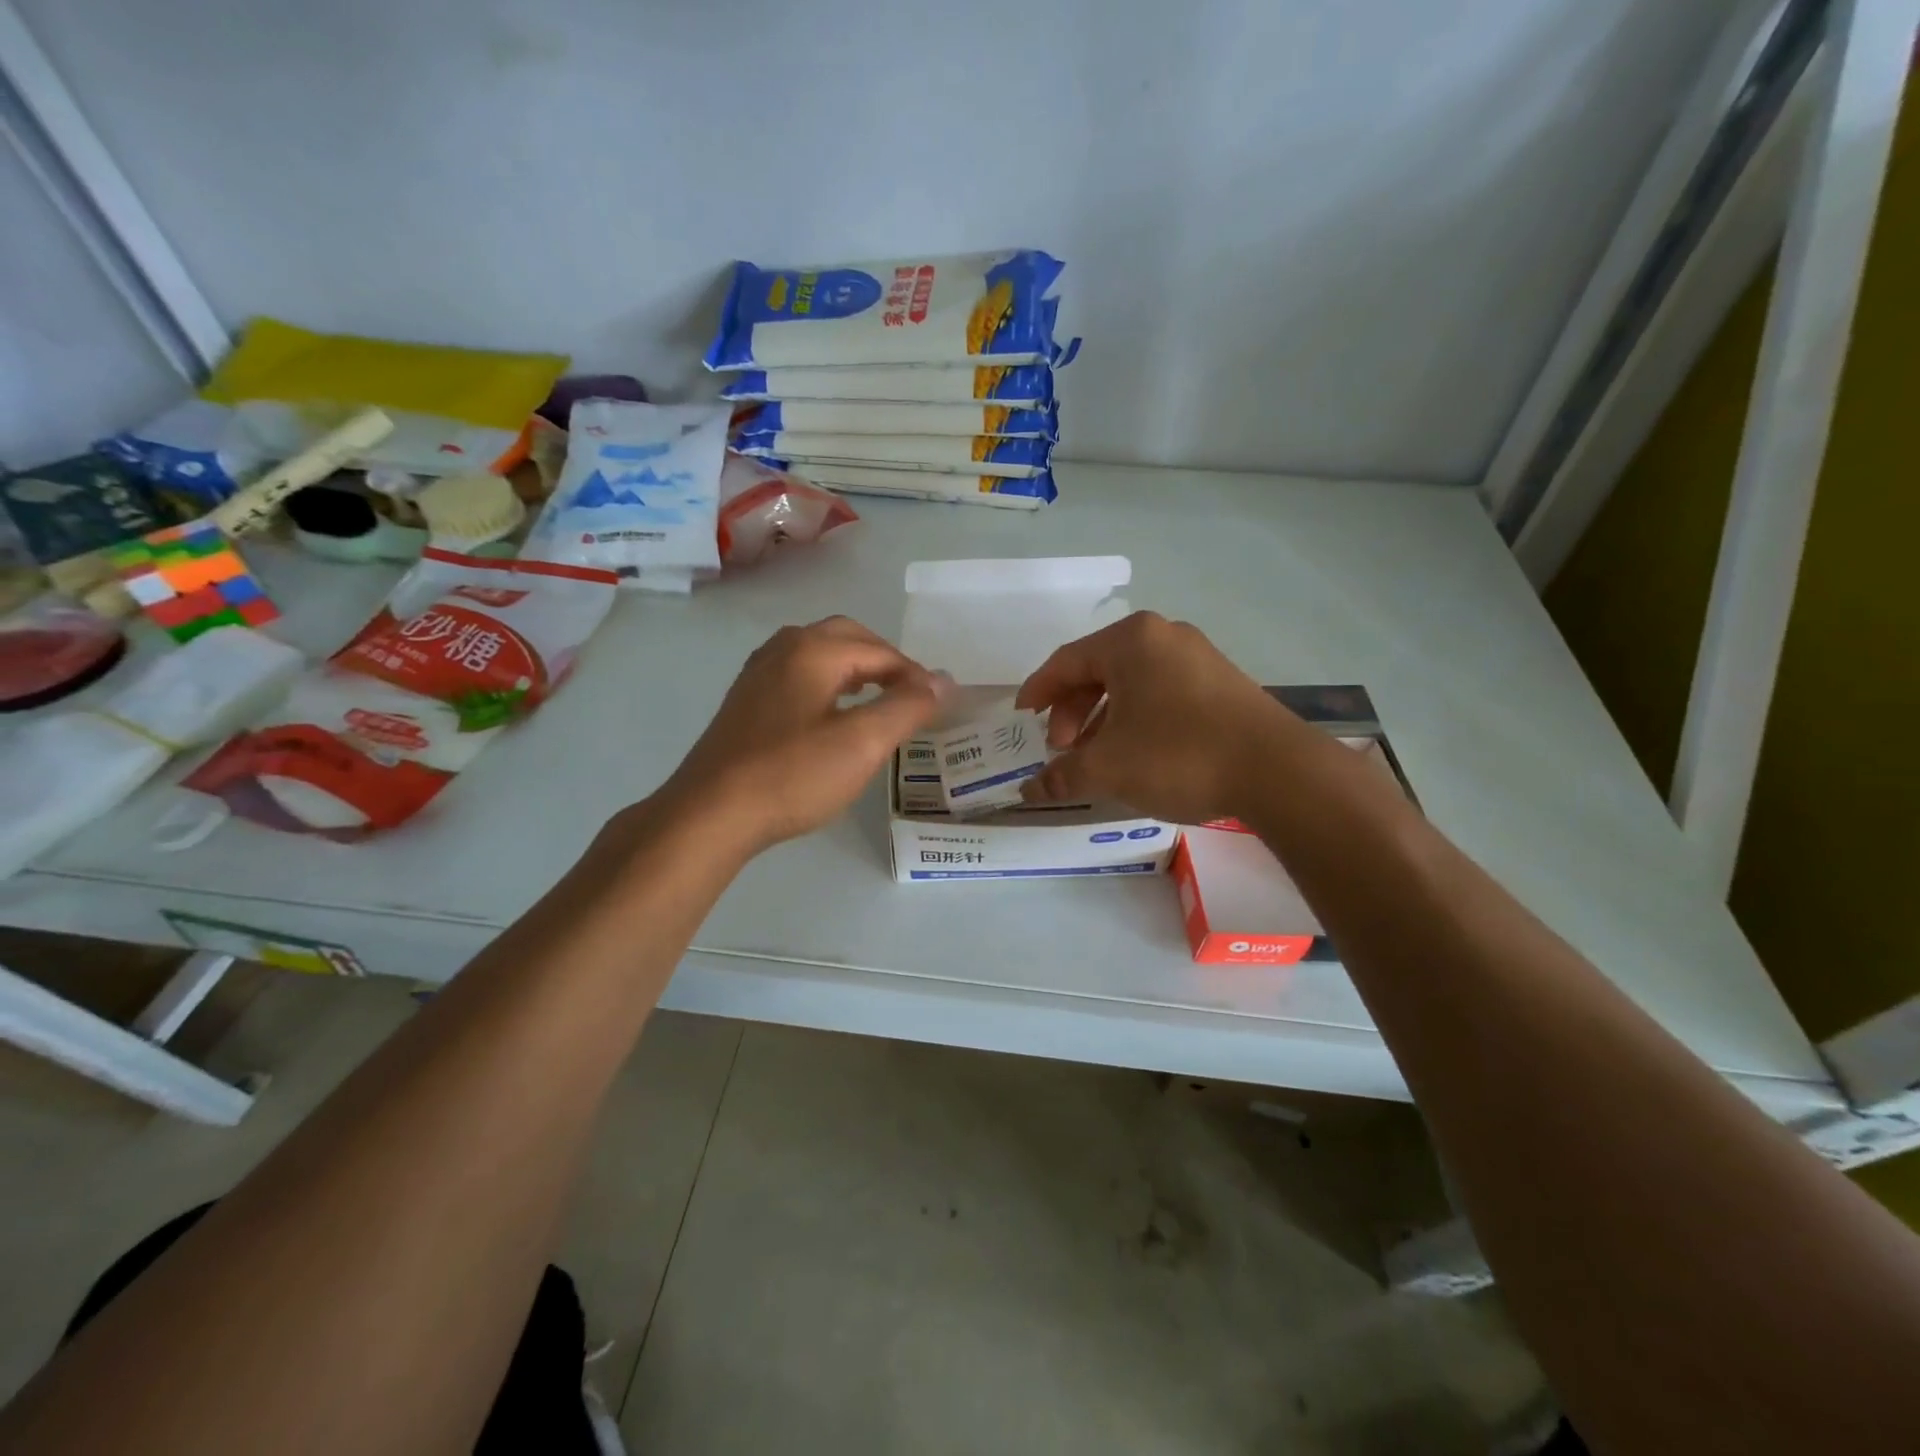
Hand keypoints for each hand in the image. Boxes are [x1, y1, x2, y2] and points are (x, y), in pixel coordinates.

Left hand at [660, 616, 947, 850]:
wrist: (711, 813)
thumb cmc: (792, 775)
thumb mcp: (863, 743)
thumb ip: (907, 707)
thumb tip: (942, 681)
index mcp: (813, 651)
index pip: (879, 650)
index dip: (915, 675)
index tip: (937, 705)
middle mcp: (783, 649)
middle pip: (846, 637)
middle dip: (884, 660)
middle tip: (910, 694)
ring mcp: (758, 674)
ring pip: (819, 653)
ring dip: (855, 668)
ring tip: (877, 699)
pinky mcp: (745, 701)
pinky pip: (797, 674)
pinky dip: (827, 682)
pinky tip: (831, 714)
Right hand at [1014, 612, 1293, 823]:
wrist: (1277, 771)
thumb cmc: (1178, 754)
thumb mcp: (1109, 768)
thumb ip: (1062, 775)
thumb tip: (1028, 791)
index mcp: (1130, 640)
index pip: (1066, 661)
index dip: (1037, 692)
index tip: (1022, 720)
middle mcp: (1163, 636)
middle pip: (1098, 670)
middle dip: (1072, 712)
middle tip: (1063, 749)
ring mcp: (1197, 656)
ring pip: (1131, 684)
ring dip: (1102, 719)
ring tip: (1096, 757)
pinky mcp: (1221, 682)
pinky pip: (1160, 693)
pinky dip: (1136, 719)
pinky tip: (1136, 753)